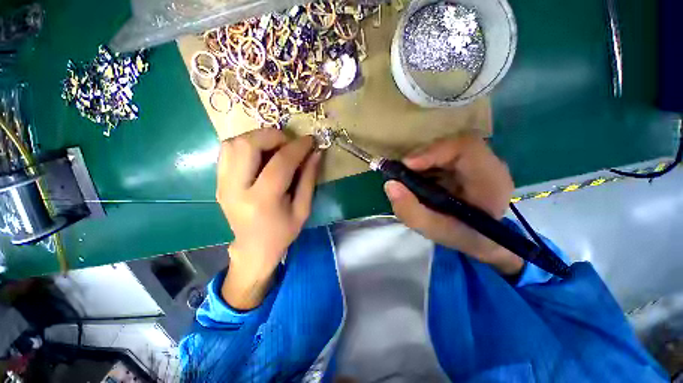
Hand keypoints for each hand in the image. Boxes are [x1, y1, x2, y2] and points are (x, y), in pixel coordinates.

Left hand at [216, 129, 320, 308]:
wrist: (253, 248)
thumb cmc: (283, 232)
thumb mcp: (303, 209)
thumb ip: (309, 179)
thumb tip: (316, 153)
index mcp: (263, 201)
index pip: (280, 163)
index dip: (297, 147)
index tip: (310, 140)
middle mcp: (236, 190)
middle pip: (247, 145)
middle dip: (272, 136)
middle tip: (289, 142)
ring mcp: (223, 185)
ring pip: (233, 144)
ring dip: (257, 138)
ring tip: (275, 147)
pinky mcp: (218, 182)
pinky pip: (227, 151)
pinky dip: (246, 145)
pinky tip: (261, 154)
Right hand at [384, 133, 522, 275]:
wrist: (482, 238)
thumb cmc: (463, 236)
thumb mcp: (434, 231)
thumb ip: (410, 211)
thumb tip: (390, 184)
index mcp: (491, 180)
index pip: (466, 147)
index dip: (433, 150)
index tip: (407, 165)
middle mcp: (488, 165)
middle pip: (451, 145)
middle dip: (421, 158)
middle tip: (401, 173)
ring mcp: (478, 161)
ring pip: (444, 148)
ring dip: (421, 162)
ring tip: (409, 179)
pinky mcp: (466, 163)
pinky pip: (442, 155)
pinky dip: (424, 166)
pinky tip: (419, 180)